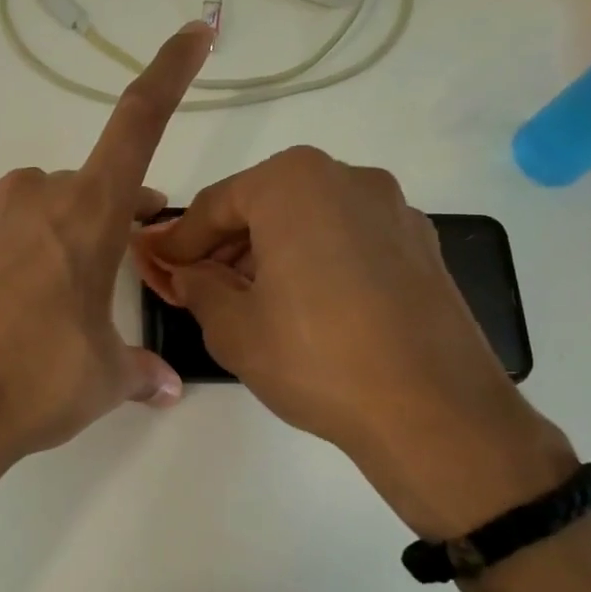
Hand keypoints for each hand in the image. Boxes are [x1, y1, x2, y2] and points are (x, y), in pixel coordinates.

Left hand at [0, 24, 213, 487]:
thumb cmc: (36, 379)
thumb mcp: (104, 377)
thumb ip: (139, 370)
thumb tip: (164, 386)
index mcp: (87, 211)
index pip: (140, 122)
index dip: (170, 73)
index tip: (194, 35)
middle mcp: (33, 197)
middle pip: (87, 187)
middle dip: (110, 215)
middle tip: (122, 260)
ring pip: (39, 212)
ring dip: (60, 239)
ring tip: (57, 304)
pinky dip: (15, 260)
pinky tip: (7, 314)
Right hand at [137, 147, 574, 538]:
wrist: (435, 413)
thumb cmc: (317, 359)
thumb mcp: (234, 328)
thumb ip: (197, 286)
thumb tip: (185, 272)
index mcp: (294, 183)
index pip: (215, 205)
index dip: (179, 240)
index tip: (156, 265)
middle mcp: (348, 178)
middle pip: (264, 204)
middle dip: (224, 245)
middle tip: (196, 285)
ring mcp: (393, 209)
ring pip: (308, 220)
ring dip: (268, 252)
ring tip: (247, 301)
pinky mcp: (421, 245)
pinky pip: (347, 239)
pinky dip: (314, 260)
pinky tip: (302, 305)